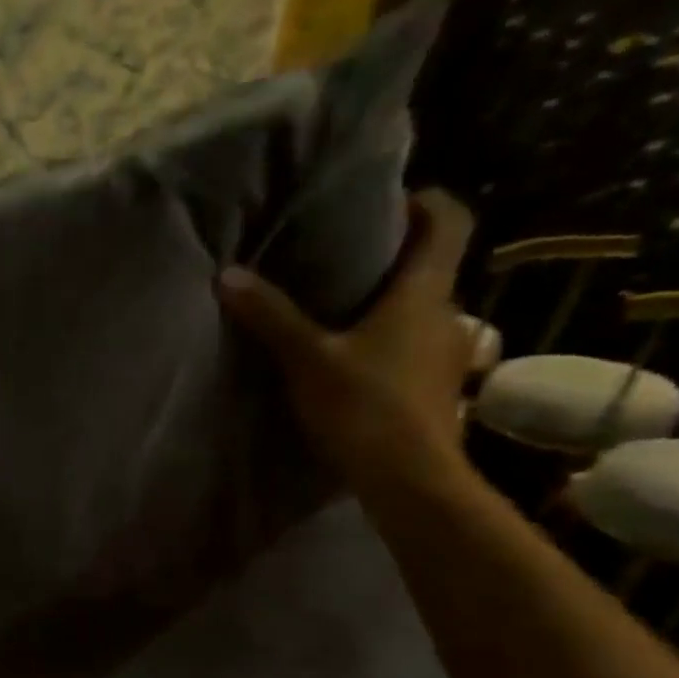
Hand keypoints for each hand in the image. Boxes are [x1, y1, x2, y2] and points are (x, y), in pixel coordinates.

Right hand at [219, 189, 475, 495]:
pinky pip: (416, 350)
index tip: (392, 200)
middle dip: (397, 259)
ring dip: (394, 307)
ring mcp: (448, 355)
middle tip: (350, 261)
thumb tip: (228, 274)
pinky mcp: (438, 390)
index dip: (427, 202)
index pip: (449, 221)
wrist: (408, 477)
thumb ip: (271, 316)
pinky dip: (393, 345)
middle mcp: (448, 314)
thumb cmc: (364, 405)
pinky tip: (359, 365)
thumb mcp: (307, 358)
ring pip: (424, 313)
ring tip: (347, 315)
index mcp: (425, 291)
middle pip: (434, 268)